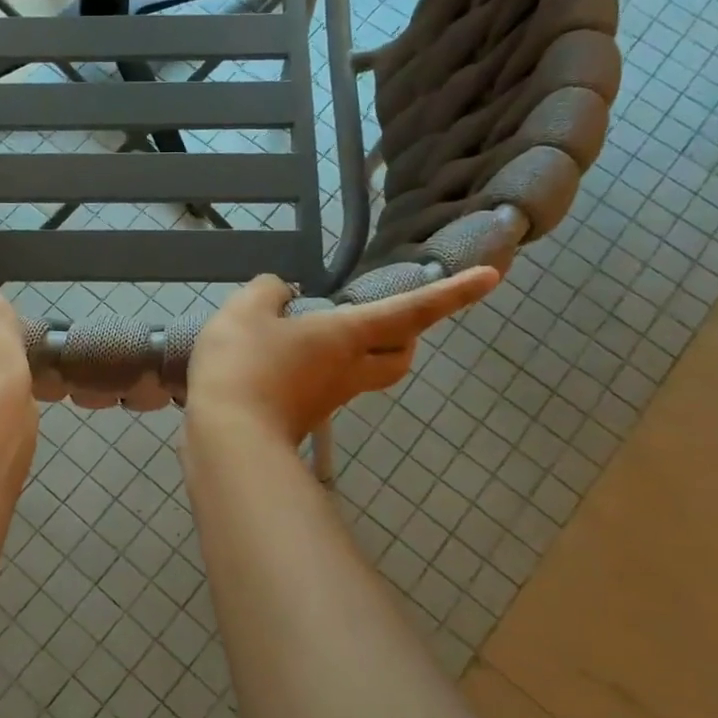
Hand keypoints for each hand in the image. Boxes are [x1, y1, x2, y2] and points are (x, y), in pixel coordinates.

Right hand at [186, 268, 498, 444]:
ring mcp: (327, 398)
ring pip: (361, 373)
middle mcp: (348, 370)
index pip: (411, 311)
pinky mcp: (301, 415)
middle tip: (387, 317)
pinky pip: (321, 385)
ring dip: (355, 352)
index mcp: (346, 336)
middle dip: (405, 337)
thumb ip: (267, 290)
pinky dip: (313, 367)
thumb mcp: (246, 311)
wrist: (227, 439)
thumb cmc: (245, 367)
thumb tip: (280, 290)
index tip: (490, 279)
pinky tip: (278, 357)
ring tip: (315, 330)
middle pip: (398, 358)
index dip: (451, 294)